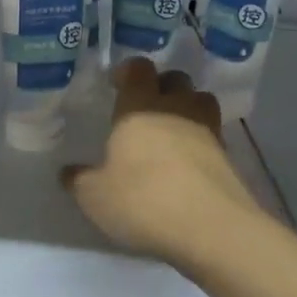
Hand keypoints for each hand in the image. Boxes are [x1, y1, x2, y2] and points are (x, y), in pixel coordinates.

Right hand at [62, 59, 259, 263]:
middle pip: (175, 79)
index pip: (138, 68)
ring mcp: (207, 130)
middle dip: (161, 86)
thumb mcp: (95, 196)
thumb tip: (68, 172)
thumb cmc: (143, 200)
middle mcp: (176, 109)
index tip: (116, 85)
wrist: (212, 229)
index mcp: (139, 107)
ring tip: (170, 131)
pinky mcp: (228, 157)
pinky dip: (200, 141)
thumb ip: (79, 180)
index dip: (128, 71)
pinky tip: (186, 164)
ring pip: (200, 101)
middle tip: (143, 109)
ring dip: (187, 108)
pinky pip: (212, 134)